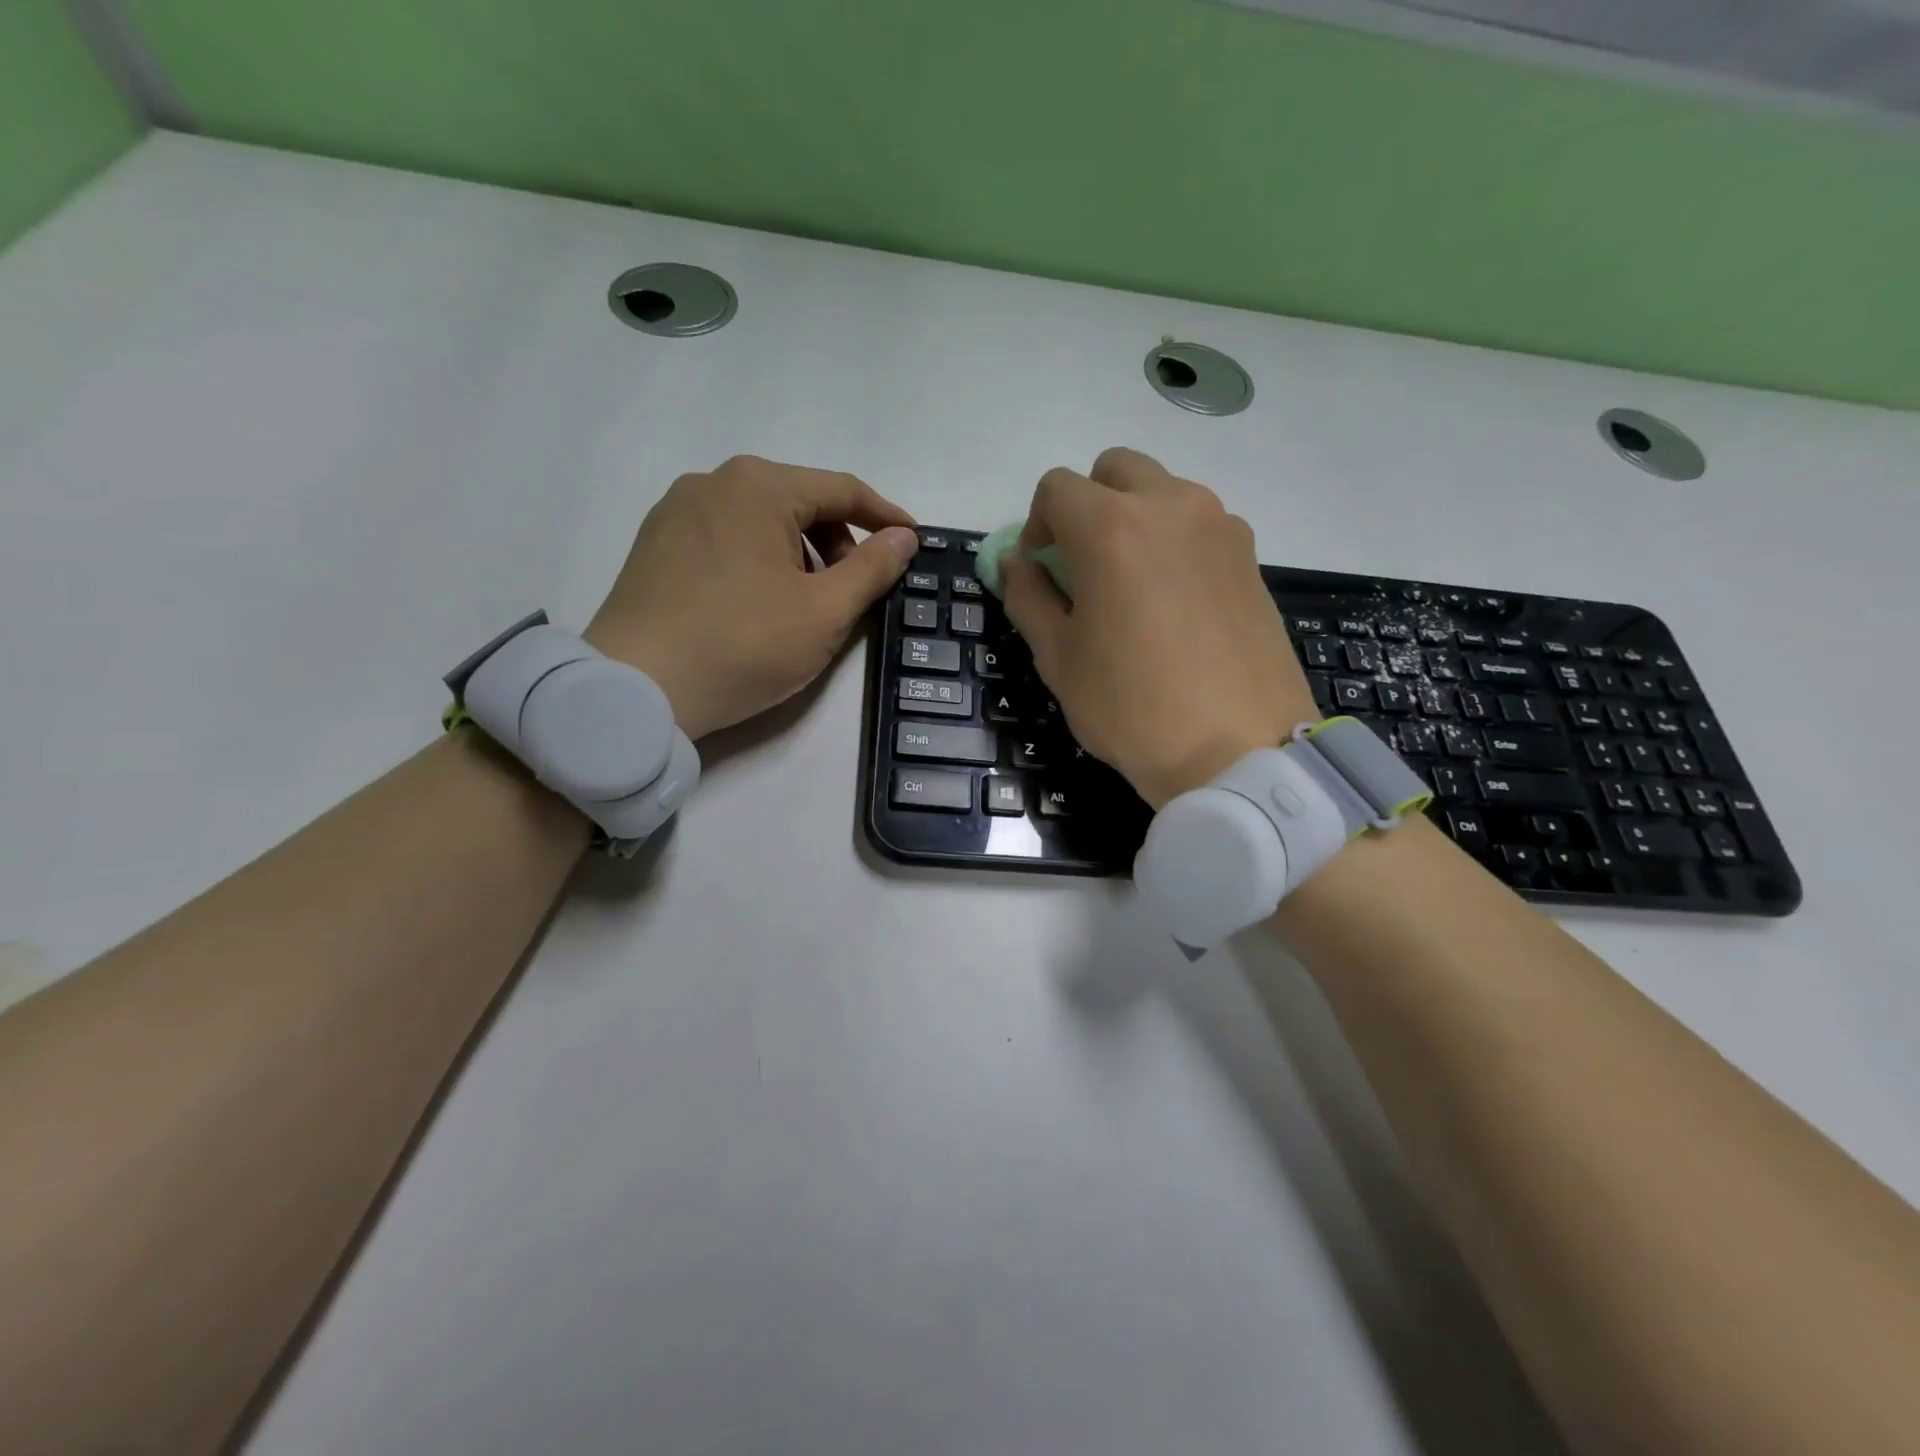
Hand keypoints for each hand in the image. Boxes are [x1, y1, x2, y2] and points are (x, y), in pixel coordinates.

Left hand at [585, 456, 918, 738]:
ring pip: (760, 522)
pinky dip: (758, 563)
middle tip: (854, 592)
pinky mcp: (654, 545)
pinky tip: (758, 608)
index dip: (885, 518)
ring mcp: (675, 511)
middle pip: (799, 503)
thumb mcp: (825, 611)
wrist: (636, 690)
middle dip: (837, 544)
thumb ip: (873, 568)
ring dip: (798, 556)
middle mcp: (713, 481)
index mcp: (758, 485)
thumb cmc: (743, 645)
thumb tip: (903, 537)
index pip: (842, 490)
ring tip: (805, 608)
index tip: (914, 543)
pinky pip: (725, 540)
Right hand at [1001, 448, 1315, 808]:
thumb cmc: (1132, 709)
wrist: (1239, 751)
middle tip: (1084, 564)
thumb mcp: (1059, 659)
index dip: (1037, 524)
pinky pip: (1200, 525)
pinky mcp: (1252, 556)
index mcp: (1111, 527)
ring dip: (1135, 518)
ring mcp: (1220, 527)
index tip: (1041, 567)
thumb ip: (1027, 597)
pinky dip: (1175, 542)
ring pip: (1163, 492)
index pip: (1057, 488)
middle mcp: (1170, 506)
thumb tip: (1016, 562)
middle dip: (1087, 505)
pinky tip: (1176, 604)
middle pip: (1115, 470)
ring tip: (1134, 587)